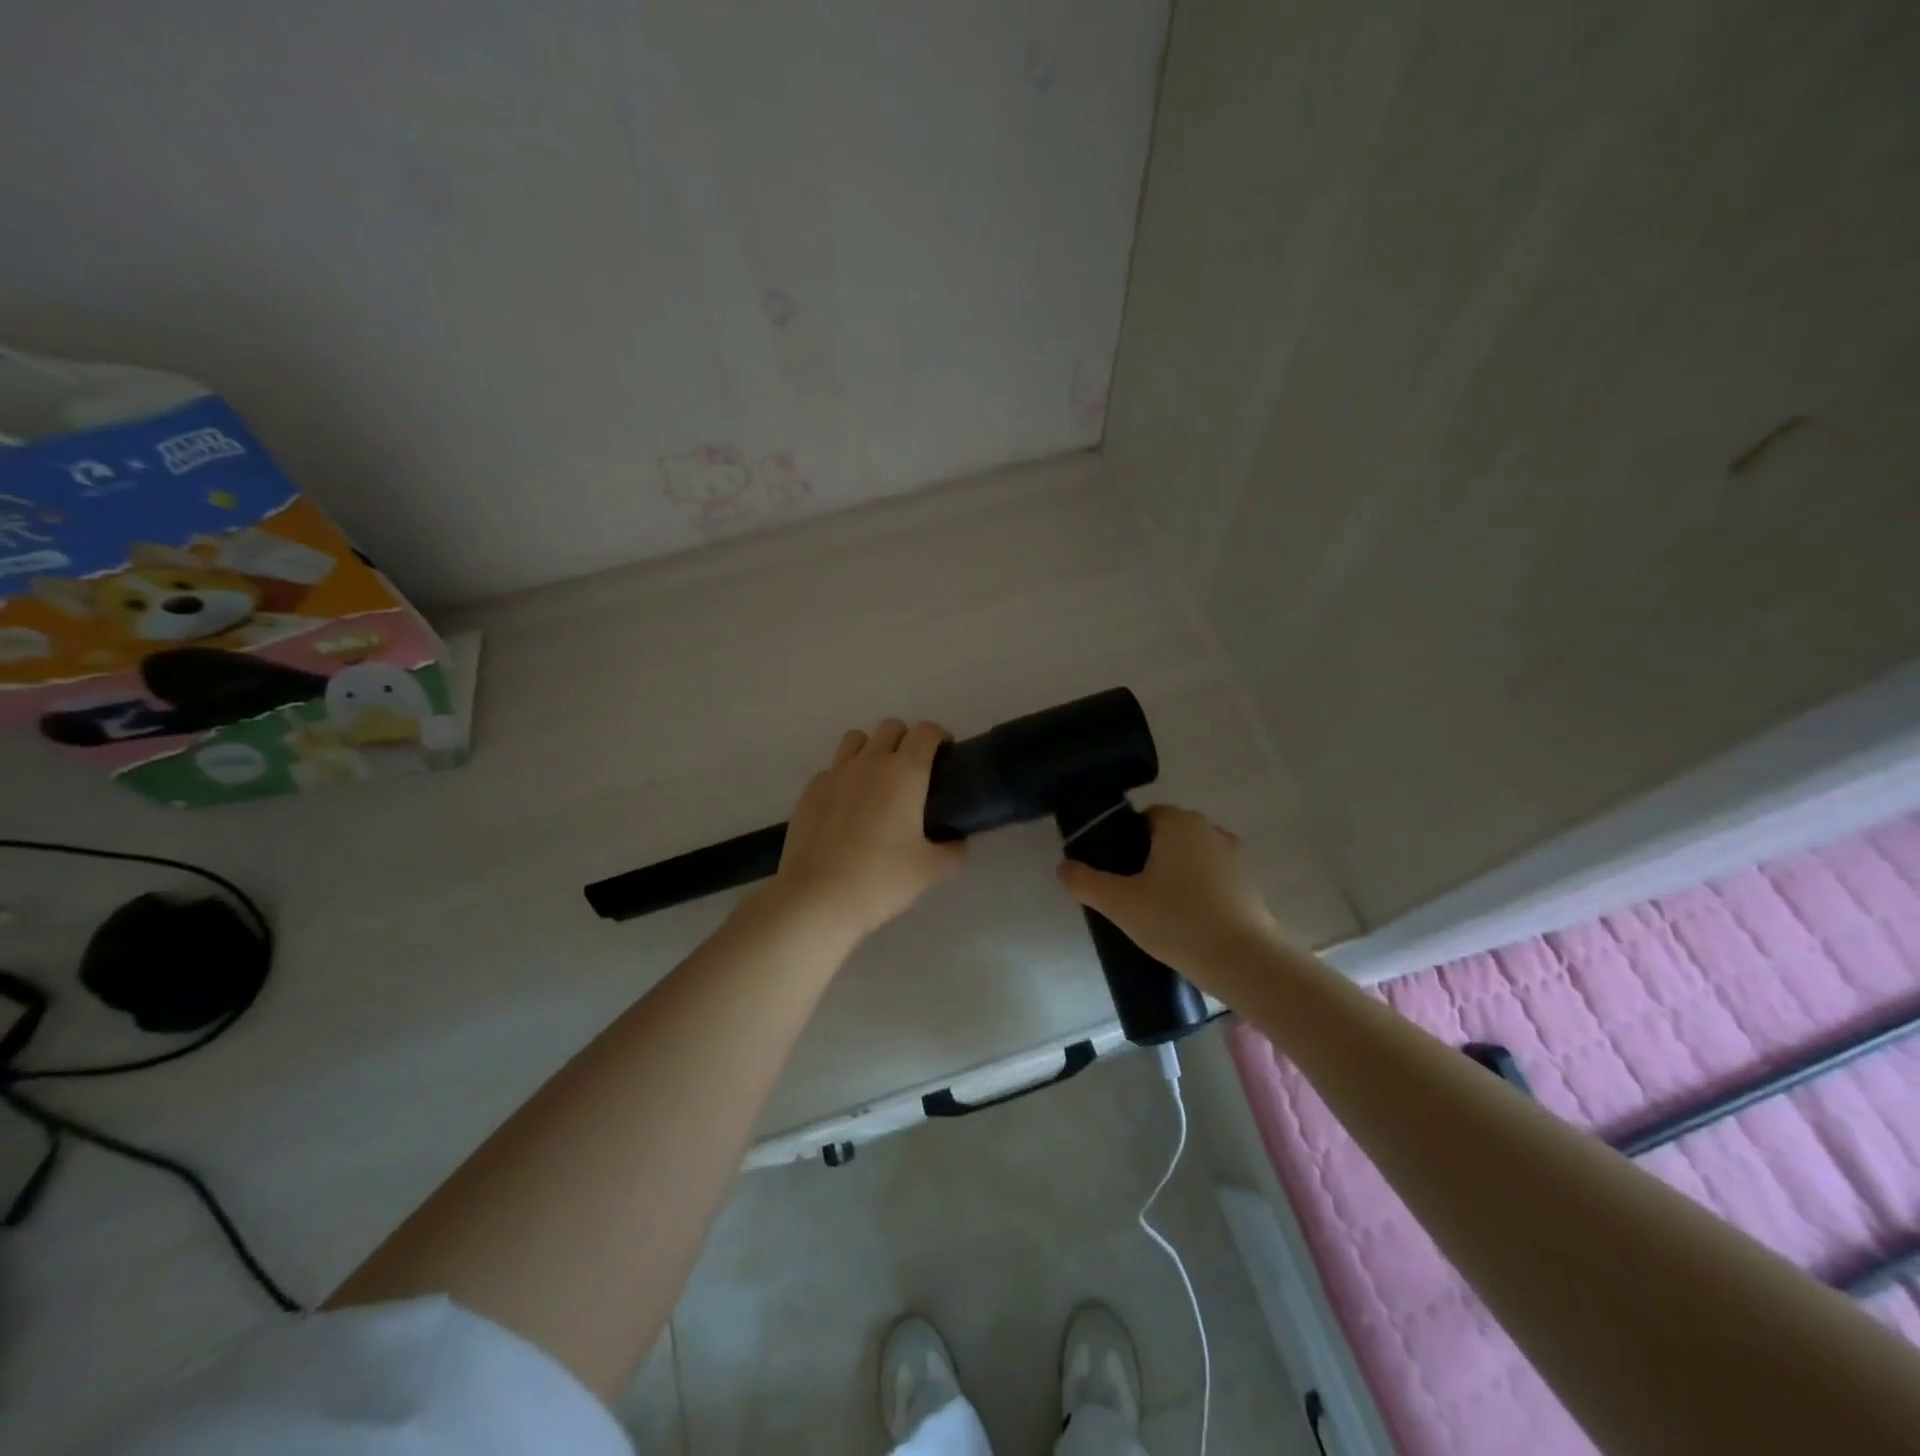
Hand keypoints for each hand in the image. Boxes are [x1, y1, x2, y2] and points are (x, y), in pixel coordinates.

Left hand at [772, 719, 966, 936]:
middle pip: (891, 728)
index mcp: (905, 772)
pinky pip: (831, 770)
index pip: (926, 732)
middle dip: (907, 740)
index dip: (940, 737)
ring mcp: (834, 774)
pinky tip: (847, 807)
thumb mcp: (931, 870)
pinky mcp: (809, 793)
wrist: (818, 897)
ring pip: (856, 740)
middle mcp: (869, 762)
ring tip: (878, 781)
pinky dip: (844, 777)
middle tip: (915, 772)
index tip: (946, 756)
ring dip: (872, 749)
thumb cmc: (882, 878)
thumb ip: (952, 851)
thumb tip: (956, 843)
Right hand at [1056, 805, 1281, 978]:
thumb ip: (1085, 882)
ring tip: (1158, 911)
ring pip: (1192, 857)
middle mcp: (1209, 830)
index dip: (1125, 840)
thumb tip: (1064, 867)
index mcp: (1178, 823)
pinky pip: (1213, 879)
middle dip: (1149, 857)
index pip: (1145, 816)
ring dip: (1176, 875)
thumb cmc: (1176, 920)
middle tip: (1131, 894)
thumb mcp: (1119, 903)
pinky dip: (1199, 892)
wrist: (1243, 961)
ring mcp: (1235, 856)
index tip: (1116, 872)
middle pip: (1169, 835)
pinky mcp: (1250, 884)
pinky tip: (1187, 922)